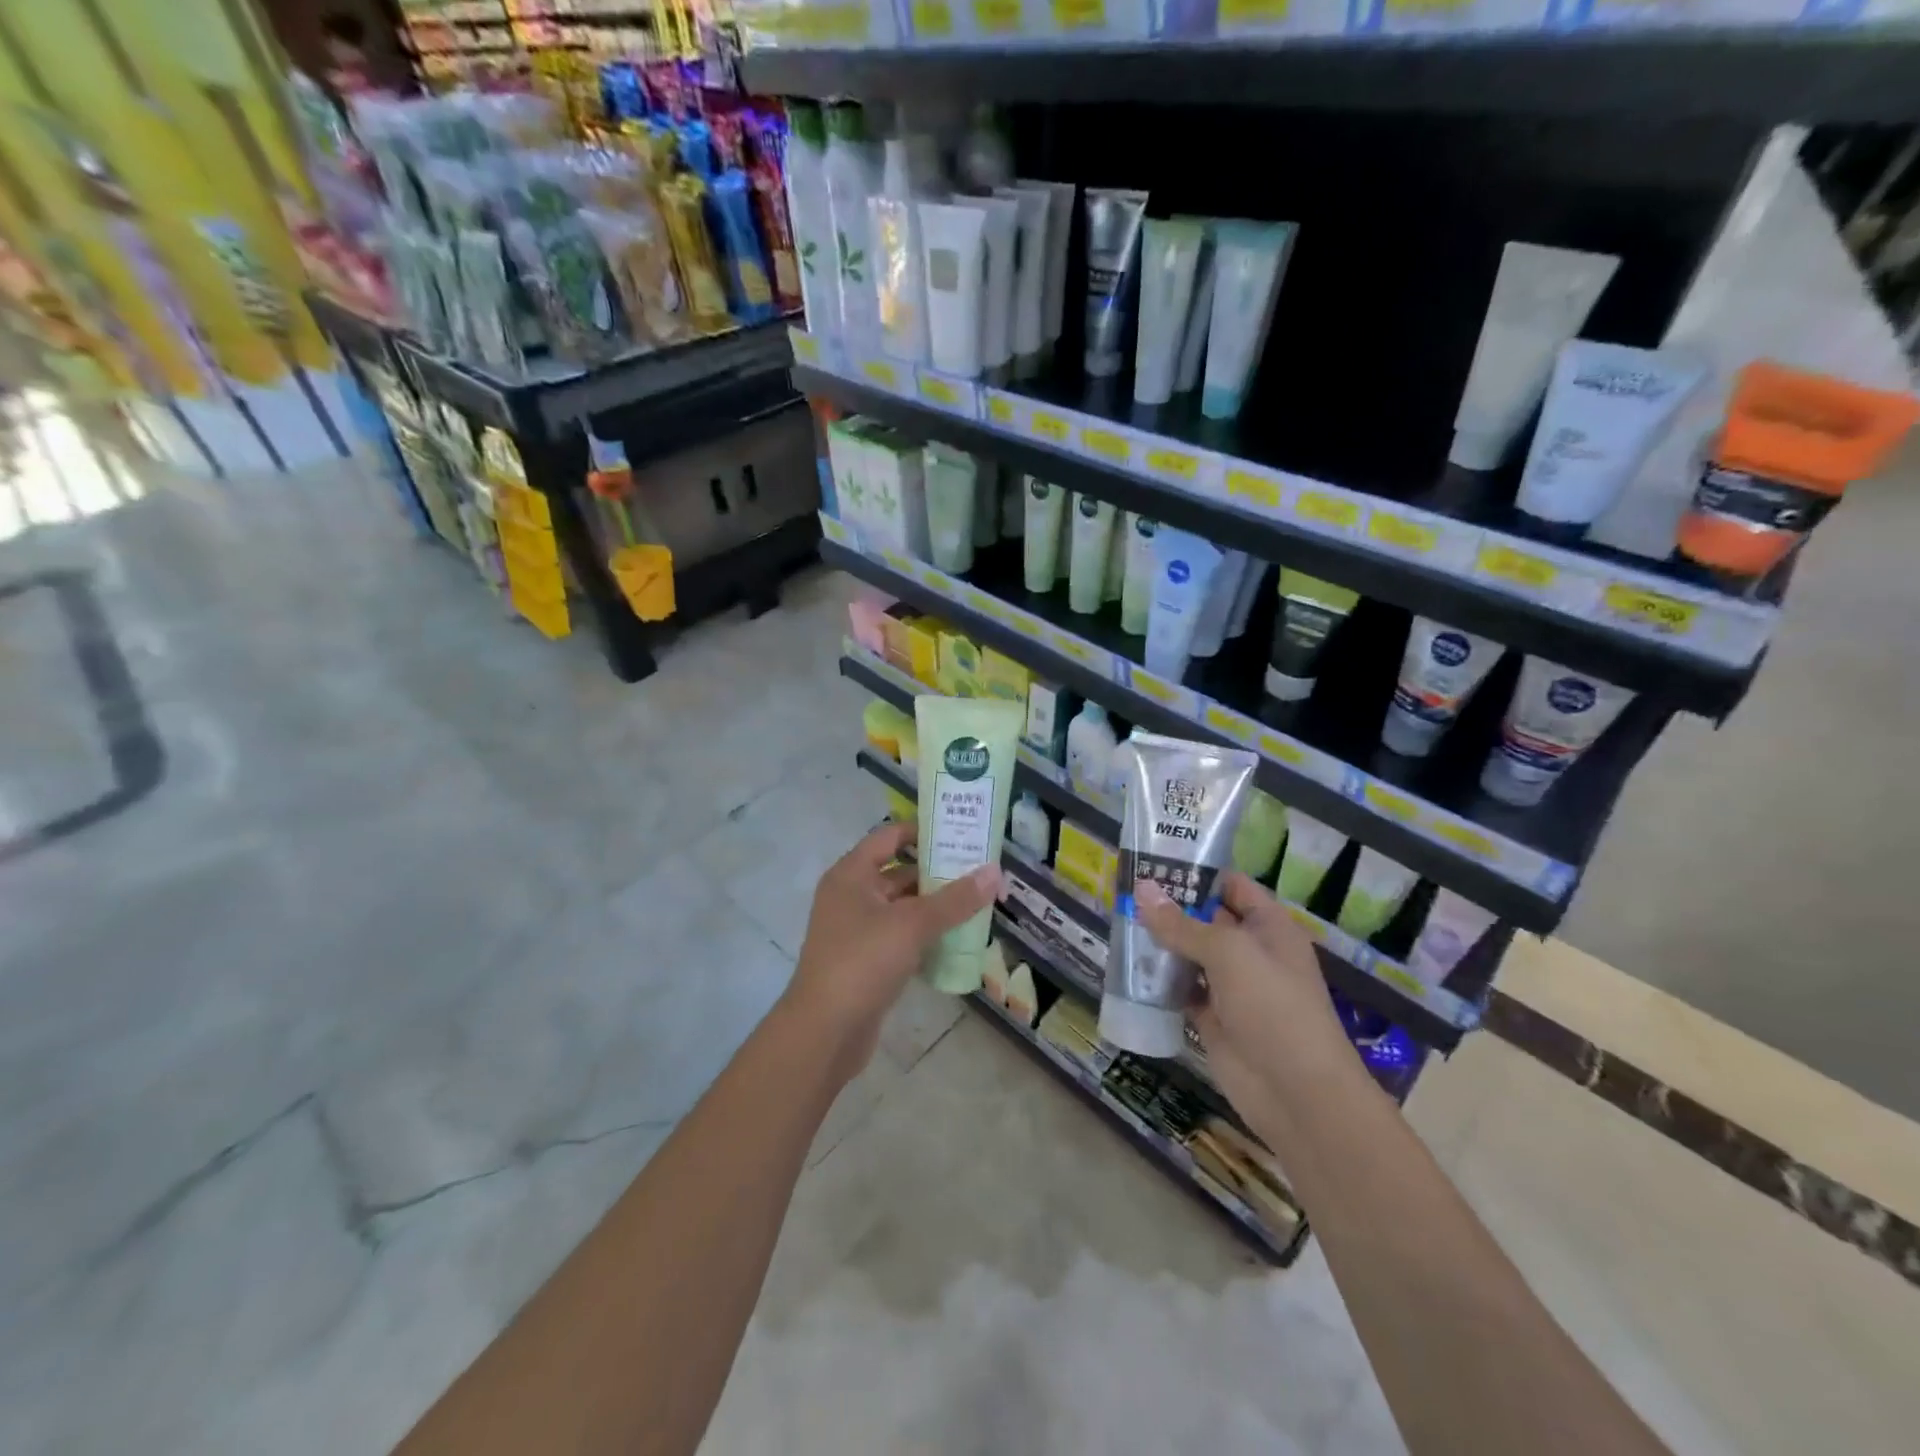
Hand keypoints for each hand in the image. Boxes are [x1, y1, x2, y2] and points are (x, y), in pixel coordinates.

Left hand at [783, 821, 1001, 1080]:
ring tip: (978, 901)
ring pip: (902, 907)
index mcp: (851, 874)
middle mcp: (851, 896)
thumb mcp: (912, 924)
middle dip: (938, 872)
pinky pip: (901, 936)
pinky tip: (958, 938)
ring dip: (935, 906)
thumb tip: (995, 872)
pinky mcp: (866, 961)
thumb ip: (955, 899)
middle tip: (980, 870)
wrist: (824, 1032)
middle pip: (899, 872)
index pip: (889, 836)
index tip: (961, 832)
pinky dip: (926, 935)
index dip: (923, 831)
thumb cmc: (862, 962)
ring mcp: (857, 930)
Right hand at [1132, 871, 1353, 1117]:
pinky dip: (1157, 980)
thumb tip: (1142, 889)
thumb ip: (1182, 924)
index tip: (1152, 859)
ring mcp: (1230, 987)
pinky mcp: (1212, 1018)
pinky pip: (1180, 989)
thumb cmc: (1273, 1006)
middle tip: (1122, 889)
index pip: (1230, 885)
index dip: (1196, 871)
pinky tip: (1127, 967)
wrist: (1296, 1093)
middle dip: (1169, 906)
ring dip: (1159, 943)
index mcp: (1268, 926)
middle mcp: (1250, 951)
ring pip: (1188, 954)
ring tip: (1117, 921)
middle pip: (1205, 919)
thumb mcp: (1228, 953)